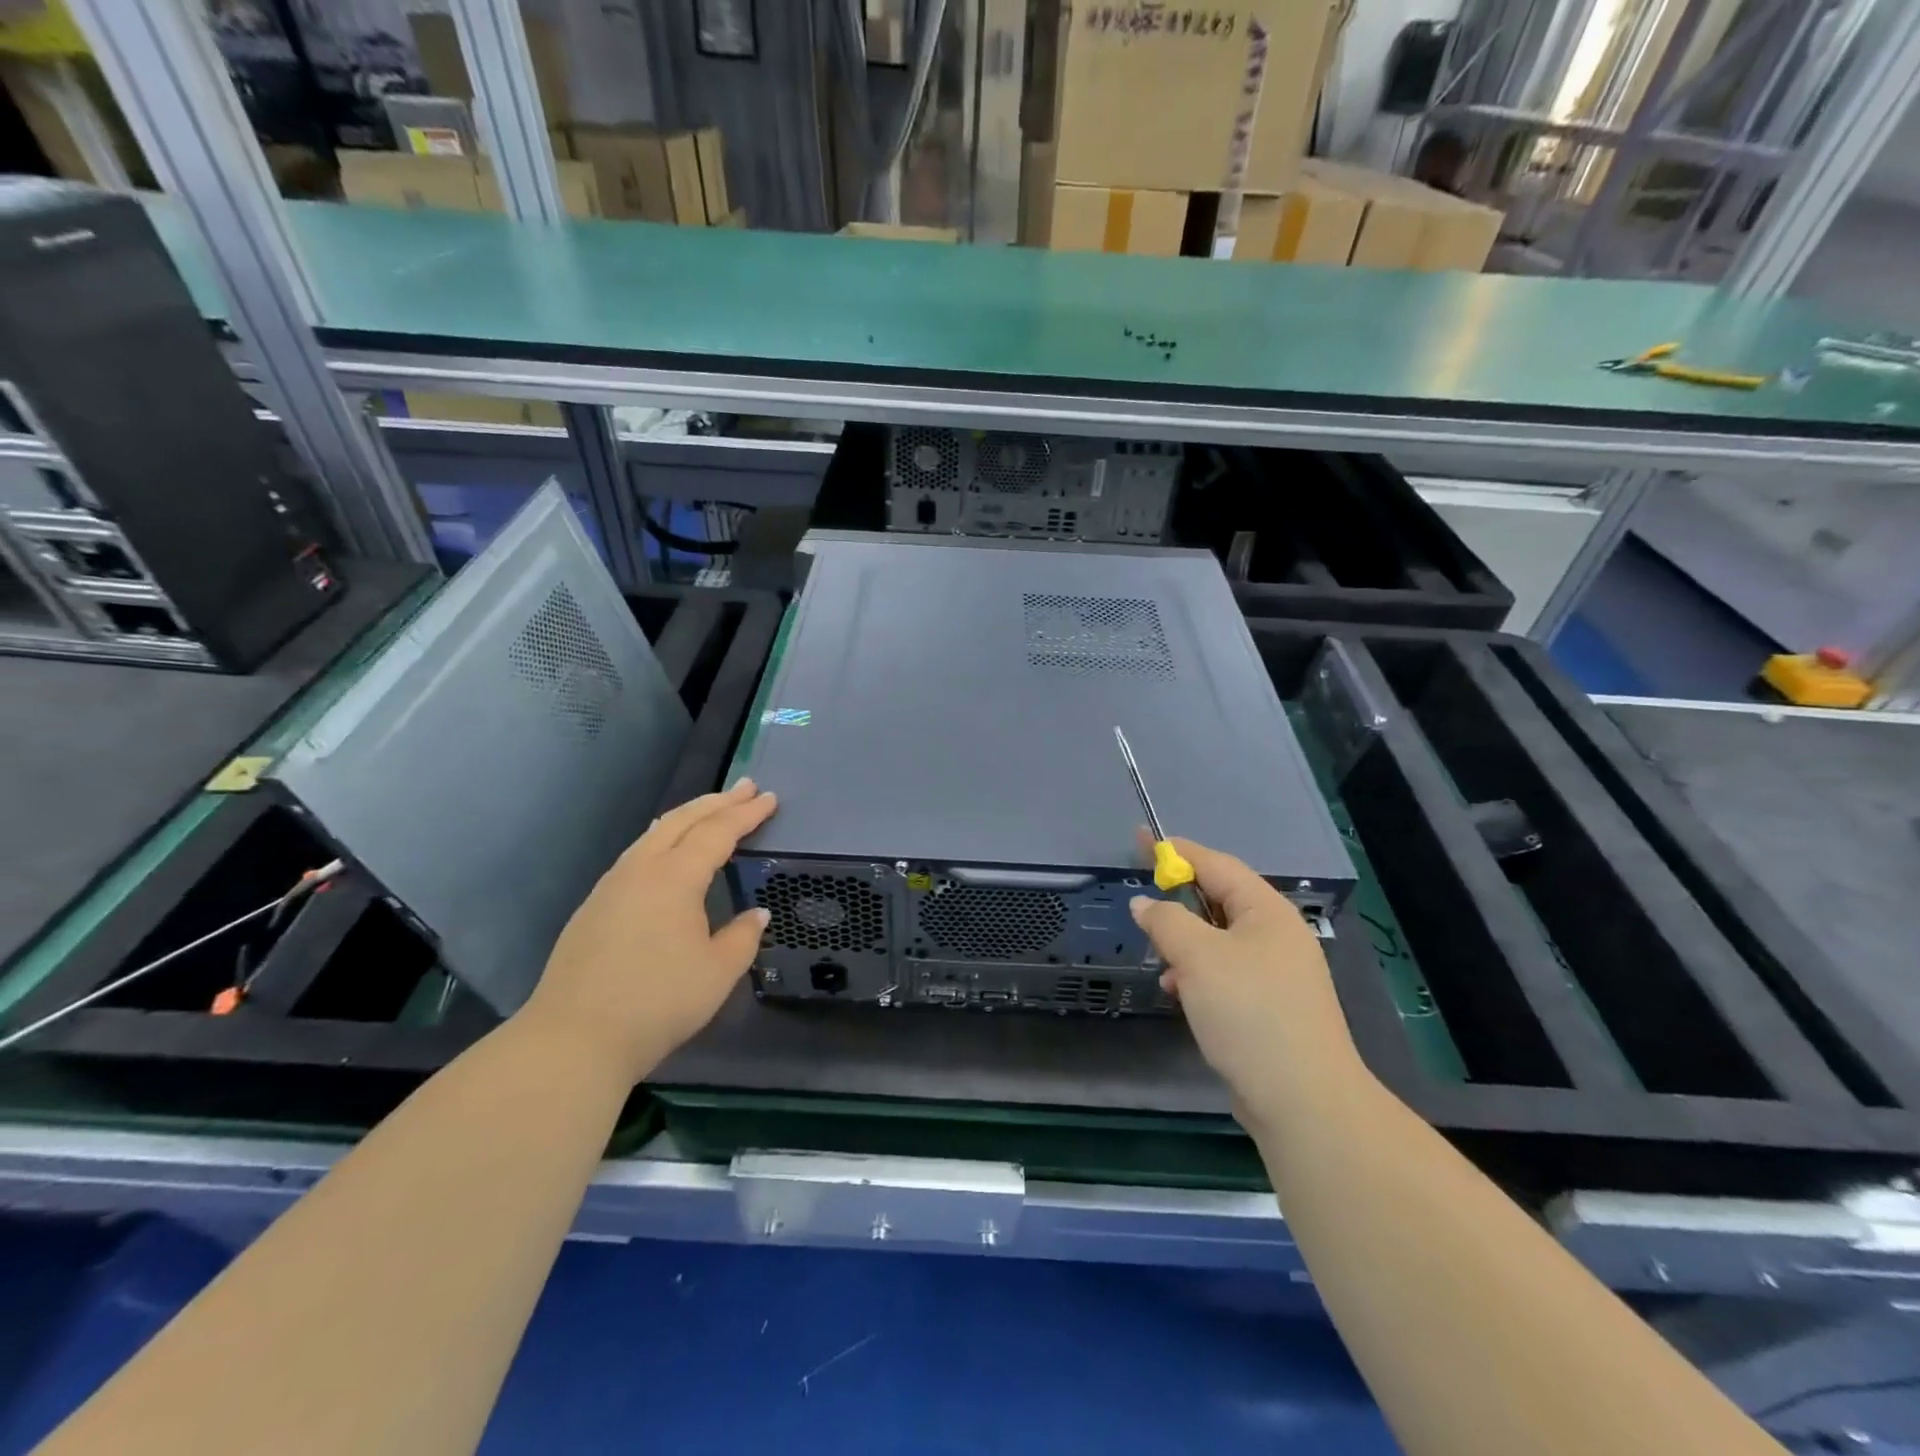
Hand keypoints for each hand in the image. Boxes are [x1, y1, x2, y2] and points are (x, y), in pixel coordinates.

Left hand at [520, 779, 776, 1080]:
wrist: (573, 1038)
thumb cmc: (657, 1002)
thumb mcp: (717, 973)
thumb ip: (743, 937)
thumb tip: (756, 914)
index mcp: (675, 878)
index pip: (718, 833)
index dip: (747, 814)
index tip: (770, 798)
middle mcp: (641, 870)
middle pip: (683, 821)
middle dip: (717, 802)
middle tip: (746, 787)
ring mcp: (612, 886)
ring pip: (654, 834)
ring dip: (687, 817)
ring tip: (709, 809)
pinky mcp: (594, 906)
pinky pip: (637, 854)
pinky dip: (662, 839)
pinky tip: (664, 850)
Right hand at [1131, 839, 1367, 1127]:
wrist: (1303, 1100)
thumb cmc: (1249, 1012)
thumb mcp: (1198, 957)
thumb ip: (1166, 921)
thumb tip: (1145, 903)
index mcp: (1266, 911)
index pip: (1217, 865)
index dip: (1178, 851)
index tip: (1143, 841)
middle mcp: (1276, 935)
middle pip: (1219, 901)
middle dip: (1179, 902)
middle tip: (1144, 905)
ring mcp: (1277, 973)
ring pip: (1218, 940)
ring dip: (1185, 944)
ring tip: (1160, 961)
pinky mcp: (1270, 1006)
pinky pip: (1225, 972)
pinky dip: (1198, 974)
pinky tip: (1180, 992)